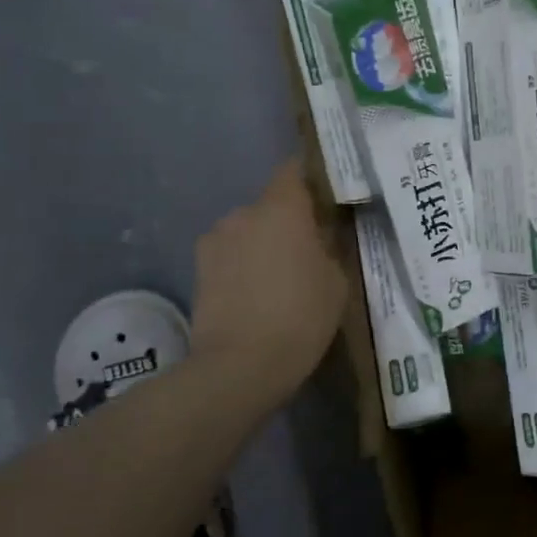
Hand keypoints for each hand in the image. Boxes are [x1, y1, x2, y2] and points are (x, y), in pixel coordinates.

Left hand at [189, 158, 347, 398]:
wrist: (240, 366)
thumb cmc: (301, 316)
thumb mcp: (337, 280)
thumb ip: (330, 246)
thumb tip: (322, 234)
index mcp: (282, 208)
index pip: (294, 169)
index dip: (310, 178)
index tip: (326, 196)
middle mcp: (243, 213)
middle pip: (271, 204)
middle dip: (289, 220)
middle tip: (309, 248)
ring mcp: (215, 240)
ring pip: (248, 230)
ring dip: (263, 243)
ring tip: (279, 278)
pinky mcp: (199, 268)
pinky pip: (230, 254)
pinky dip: (244, 265)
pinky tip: (256, 294)